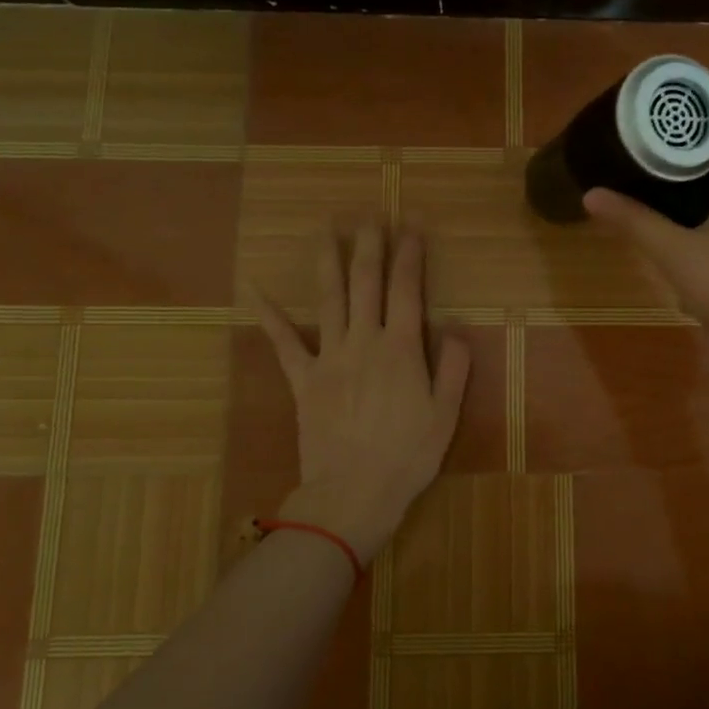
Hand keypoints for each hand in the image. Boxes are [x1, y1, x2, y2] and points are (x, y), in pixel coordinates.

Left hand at [252, 222, 469, 564]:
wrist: (353, 493)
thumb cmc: (407, 457)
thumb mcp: (445, 415)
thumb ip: (453, 366)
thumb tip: (454, 325)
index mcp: (401, 349)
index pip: (406, 289)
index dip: (410, 253)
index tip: (413, 224)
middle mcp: (363, 342)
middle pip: (365, 283)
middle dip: (369, 245)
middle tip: (370, 215)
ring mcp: (328, 358)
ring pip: (328, 299)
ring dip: (328, 261)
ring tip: (326, 229)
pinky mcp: (302, 380)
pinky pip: (283, 342)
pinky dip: (269, 314)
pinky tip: (254, 288)